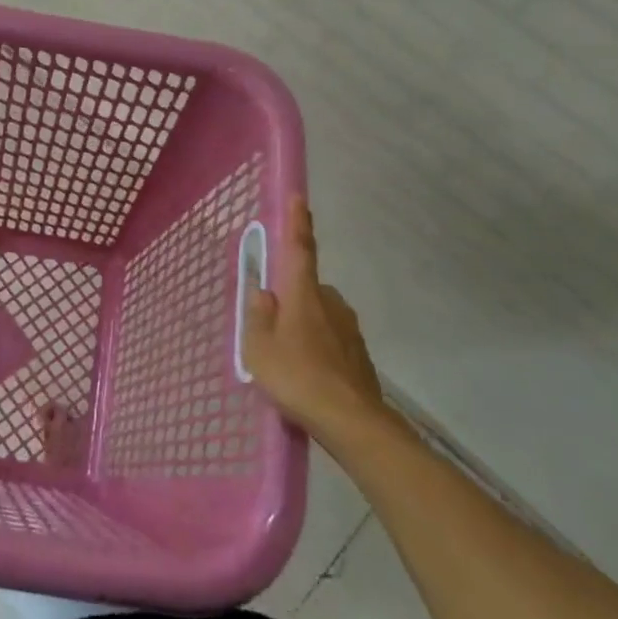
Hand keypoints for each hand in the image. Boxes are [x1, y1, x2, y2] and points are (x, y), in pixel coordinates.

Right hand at [244, 197, 384, 446]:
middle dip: (290, 299)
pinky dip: (317, 348)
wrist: (351, 421)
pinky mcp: (359, 353)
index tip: (299, 197)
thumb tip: (263, 292)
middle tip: (271, 329)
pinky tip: (307, 375)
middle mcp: (331, 303)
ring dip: (303, 326)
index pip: (300, 249)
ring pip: (319, 315)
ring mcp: (349, 328)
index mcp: (304, 295)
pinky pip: (330, 339)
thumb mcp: (259, 348)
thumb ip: (257, 315)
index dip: (297, 223)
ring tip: (287, 361)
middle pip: (306, 288)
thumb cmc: (297, 377)